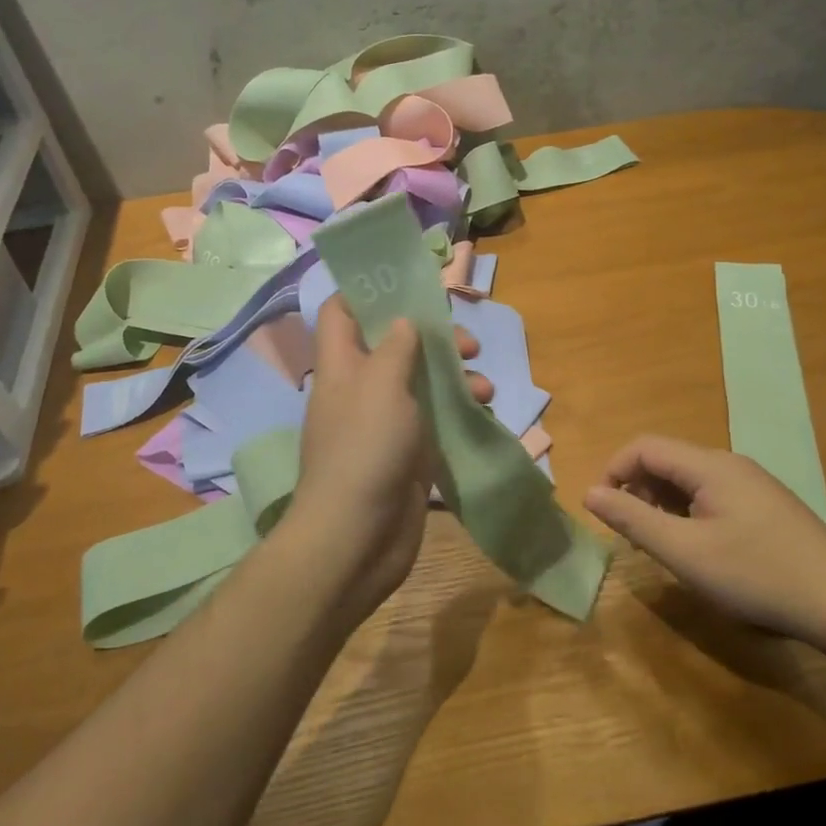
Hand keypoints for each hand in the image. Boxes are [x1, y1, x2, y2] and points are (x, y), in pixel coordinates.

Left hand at [280, 297, 487, 627]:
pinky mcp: (408, 453)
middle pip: (395, 345)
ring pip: (422, 382)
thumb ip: (397, 347)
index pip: (341, 312)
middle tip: (467, 344)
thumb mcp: (382, 385)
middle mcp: (361, 388)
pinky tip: (484, 414)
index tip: (408, 286)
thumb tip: (403, 321)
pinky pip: (436, 419)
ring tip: (484, 388)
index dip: (368, 292)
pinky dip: (459, 411)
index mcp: (342, 365)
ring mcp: (385, 423)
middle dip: (433, 338)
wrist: (357, 538)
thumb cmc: (365, 449)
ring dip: (455, 377)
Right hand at [583, 435, 825, 645]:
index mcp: (709, 465)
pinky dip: (689, 513)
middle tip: (631, 536)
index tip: (602, 511)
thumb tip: (590, 493)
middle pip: (667, 461)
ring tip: (660, 547)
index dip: (614, 471)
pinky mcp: (767, 506)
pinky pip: (713, 495)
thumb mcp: (685, 552)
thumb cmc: (757, 575)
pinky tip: (699, 550)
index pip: (644, 447)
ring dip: (662, 505)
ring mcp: (753, 484)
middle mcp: (730, 464)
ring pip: (690, 480)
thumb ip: (633, 519)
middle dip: (637, 491)